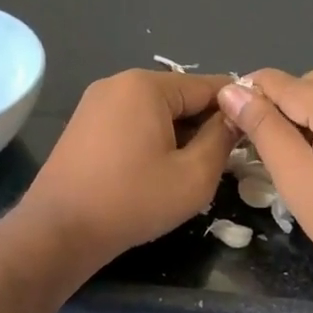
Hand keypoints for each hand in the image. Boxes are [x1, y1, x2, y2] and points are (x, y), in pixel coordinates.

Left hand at [20, 69, 236, 269]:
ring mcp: (95, 102)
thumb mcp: (194, 176)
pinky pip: (130, 121)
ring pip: (155, 111)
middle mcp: (118, 82)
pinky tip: (155, 171)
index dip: (235, 110)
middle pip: (179, 96)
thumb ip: (222, 139)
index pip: (208, 86)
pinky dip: (150, 139)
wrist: (59, 230)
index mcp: (146, 85)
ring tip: (188, 170)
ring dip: (177, 134)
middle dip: (203, 124)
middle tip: (221, 162)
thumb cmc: (132, 201)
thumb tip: (235, 117)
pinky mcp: (83, 124)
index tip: (253, 136)